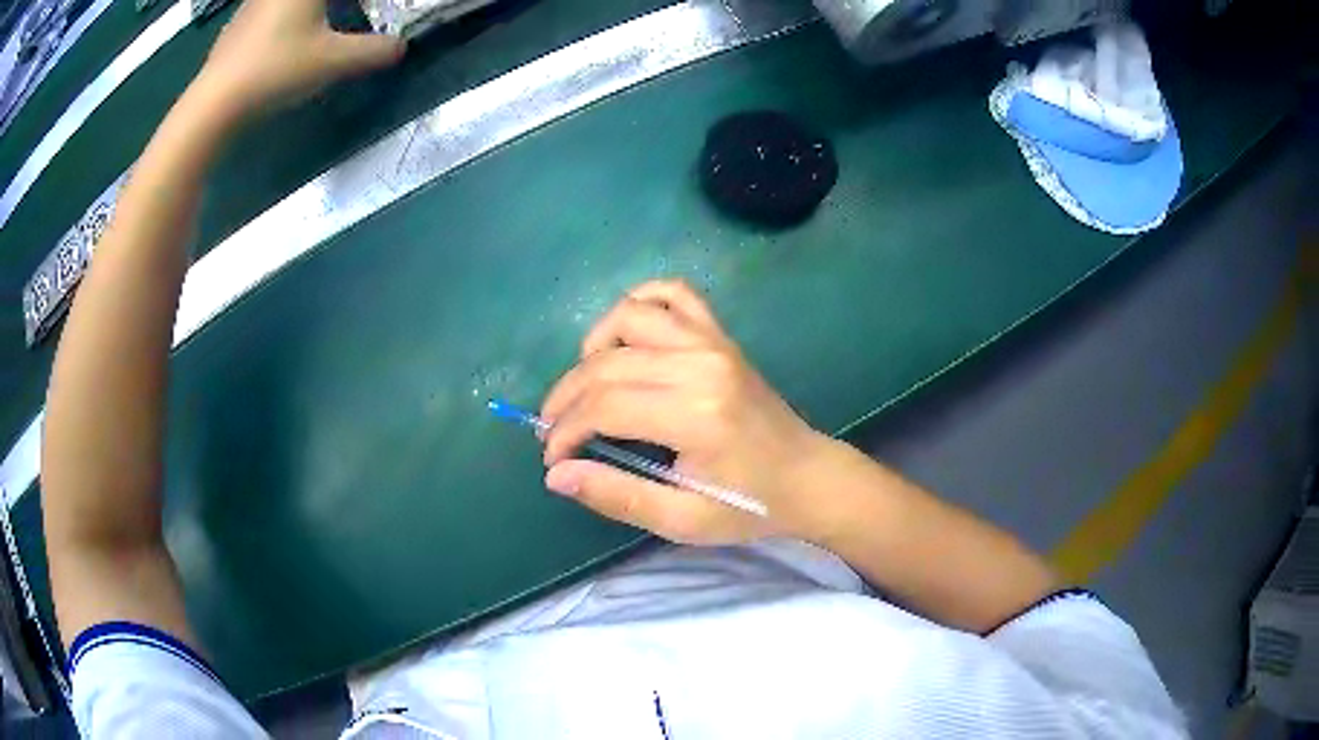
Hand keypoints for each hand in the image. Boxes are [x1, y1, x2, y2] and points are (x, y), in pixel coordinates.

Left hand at [193, 0, 404, 119]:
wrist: (213, 103)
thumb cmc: (276, 70)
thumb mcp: (333, 62)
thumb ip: (373, 51)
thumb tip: (400, 48)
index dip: (362, 3)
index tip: (375, 11)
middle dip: (337, 7)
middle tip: (351, 15)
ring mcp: (255, 2)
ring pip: (290, 3)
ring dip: (308, 11)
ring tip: (320, 24)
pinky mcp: (237, 22)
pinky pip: (270, 8)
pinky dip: (286, 16)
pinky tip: (285, 37)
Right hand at [540, 280, 832, 544]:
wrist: (807, 476)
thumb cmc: (749, 505)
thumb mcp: (683, 520)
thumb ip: (618, 495)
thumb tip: (556, 475)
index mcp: (695, 416)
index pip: (604, 407)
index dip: (565, 431)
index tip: (553, 457)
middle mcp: (701, 365)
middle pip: (606, 364)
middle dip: (566, 398)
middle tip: (554, 431)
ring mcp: (713, 342)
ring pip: (629, 316)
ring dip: (593, 348)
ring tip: (586, 386)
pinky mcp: (720, 335)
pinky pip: (673, 294)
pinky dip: (639, 303)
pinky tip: (625, 336)